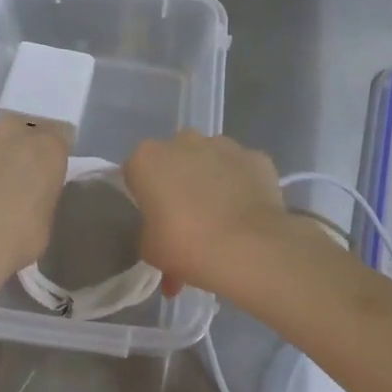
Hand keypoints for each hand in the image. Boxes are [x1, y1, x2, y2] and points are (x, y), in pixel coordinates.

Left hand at [0, 117, 68, 283]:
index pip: (57, 141)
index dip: (47, 160)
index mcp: (48, 149)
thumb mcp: (44, 225)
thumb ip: (39, 201)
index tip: (41, 179)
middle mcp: (15, 133)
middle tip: (9, 182)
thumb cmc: (15, 237)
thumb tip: (27, 201)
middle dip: (15, 151)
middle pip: (19, 133)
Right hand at [124, 131, 292, 294]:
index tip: (154, 219)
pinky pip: (242, 170)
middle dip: (178, 183)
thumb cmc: (187, 246)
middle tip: (186, 221)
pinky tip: (246, 215)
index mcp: (147, 158)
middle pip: (174, 159)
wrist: (249, 250)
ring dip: (211, 181)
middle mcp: (183, 141)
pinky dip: (242, 186)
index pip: (136, 172)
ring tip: (221, 221)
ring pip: (210, 160)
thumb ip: (149, 231)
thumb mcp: (150, 249)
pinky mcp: (256, 156)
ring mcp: (223, 145)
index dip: (144, 197)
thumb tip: (161, 230)